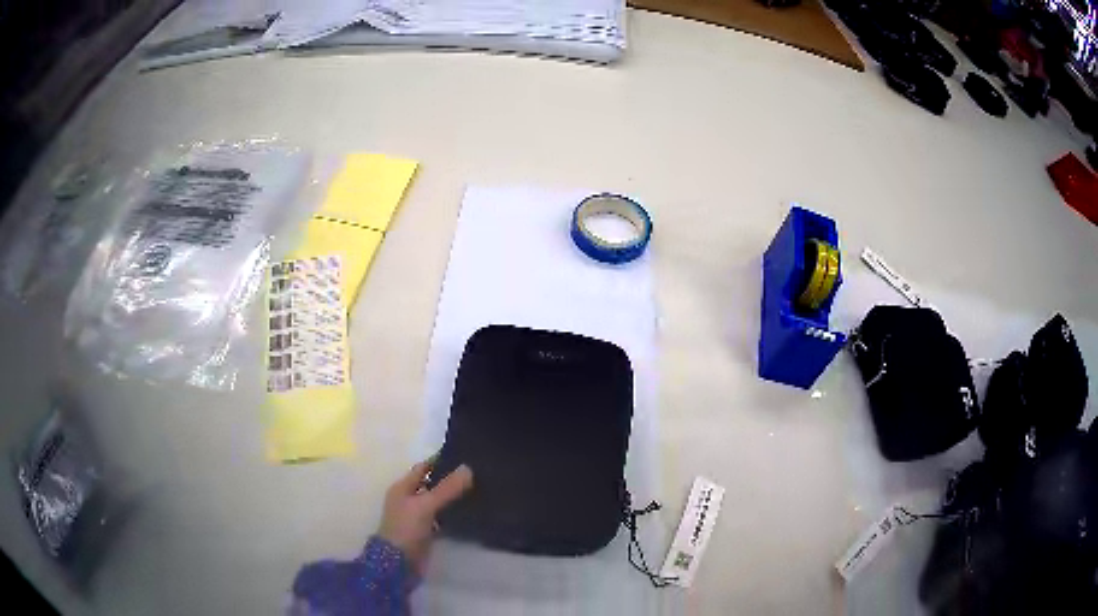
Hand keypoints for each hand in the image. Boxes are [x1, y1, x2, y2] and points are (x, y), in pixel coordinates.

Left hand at [378, 459, 473, 572]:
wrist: (399, 564)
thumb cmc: (406, 529)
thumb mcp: (425, 505)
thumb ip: (446, 488)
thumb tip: (468, 468)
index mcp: (402, 488)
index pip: (423, 468)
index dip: (440, 461)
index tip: (464, 455)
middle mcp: (409, 500)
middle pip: (431, 484)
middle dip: (450, 479)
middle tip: (477, 473)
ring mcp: (417, 517)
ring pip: (438, 501)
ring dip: (453, 497)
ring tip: (479, 489)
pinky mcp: (426, 532)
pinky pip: (442, 518)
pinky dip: (453, 514)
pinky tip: (470, 512)